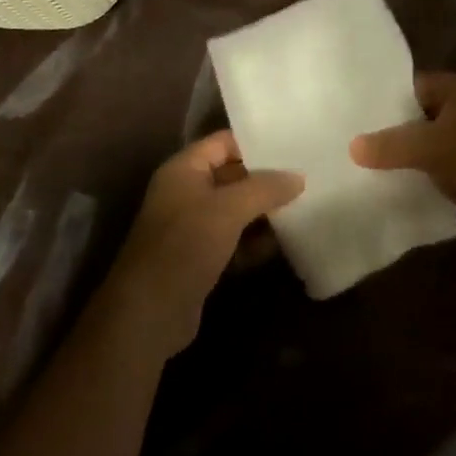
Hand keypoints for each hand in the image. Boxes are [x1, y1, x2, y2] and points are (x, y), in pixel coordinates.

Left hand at [106, 131, 302, 356]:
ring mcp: (192, 227)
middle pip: (232, 176)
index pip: (223, 142)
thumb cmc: (185, 245)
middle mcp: (186, 192)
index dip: (255, 142)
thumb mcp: (228, 209)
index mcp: (184, 170)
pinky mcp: (201, 258)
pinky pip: (234, 239)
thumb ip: (265, 189)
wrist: (149, 313)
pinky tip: (283, 243)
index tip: (291, 144)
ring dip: (264, 211)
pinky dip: (254, 241)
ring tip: (304, 206)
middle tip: (306, 175)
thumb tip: (298, 177)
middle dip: (266, 178)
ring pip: (236, 210)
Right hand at [350, 73, 455, 226]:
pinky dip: (428, 172)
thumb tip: (352, 145)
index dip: (385, 100)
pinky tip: (403, 185)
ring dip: (411, 155)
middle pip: (422, 113)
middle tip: (356, 144)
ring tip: (371, 167)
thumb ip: (390, 145)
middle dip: (395, 130)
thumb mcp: (430, 148)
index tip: (356, 118)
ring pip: (433, 141)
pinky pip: (445, 163)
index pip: (413, 85)